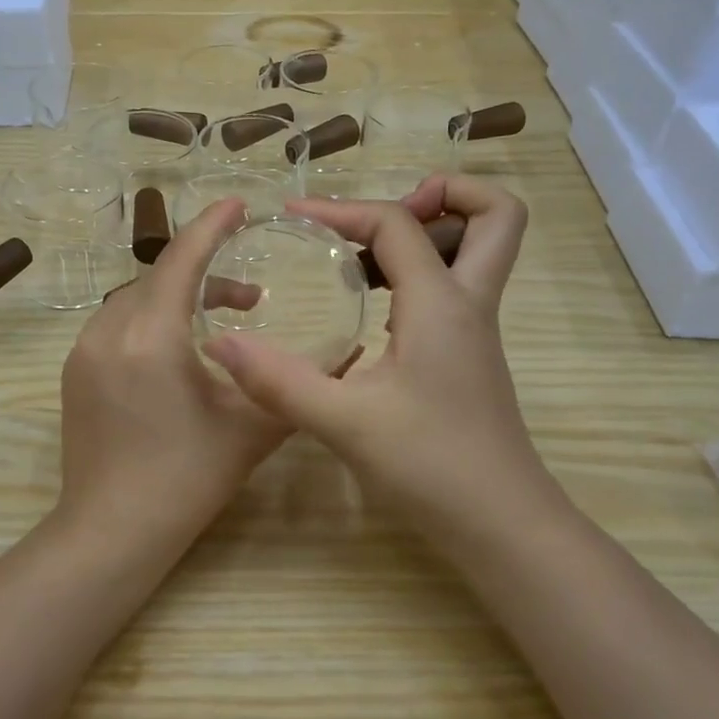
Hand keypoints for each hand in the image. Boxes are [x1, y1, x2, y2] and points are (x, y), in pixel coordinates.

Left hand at [56, 198, 289, 548]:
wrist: (112, 532)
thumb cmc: (186, 481)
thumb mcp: (250, 430)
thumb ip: (294, 385)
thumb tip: (343, 357)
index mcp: (150, 338)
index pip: (181, 260)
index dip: (212, 226)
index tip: (239, 205)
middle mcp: (109, 332)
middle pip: (158, 278)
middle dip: (205, 274)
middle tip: (253, 297)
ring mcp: (83, 352)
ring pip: (135, 300)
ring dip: (177, 299)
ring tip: (220, 327)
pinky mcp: (75, 373)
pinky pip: (117, 325)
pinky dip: (151, 320)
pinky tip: (178, 354)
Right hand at [205, 175, 565, 542]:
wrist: (499, 524)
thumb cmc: (430, 466)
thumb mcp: (344, 422)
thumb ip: (279, 382)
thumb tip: (218, 345)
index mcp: (440, 302)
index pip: (398, 223)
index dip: (341, 209)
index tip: (291, 218)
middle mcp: (468, 304)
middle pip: (494, 215)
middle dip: (445, 194)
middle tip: (378, 220)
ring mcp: (476, 330)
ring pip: (479, 250)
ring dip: (432, 233)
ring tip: (364, 257)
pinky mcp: (470, 356)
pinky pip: (457, 287)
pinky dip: (422, 274)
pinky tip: (373, 309)